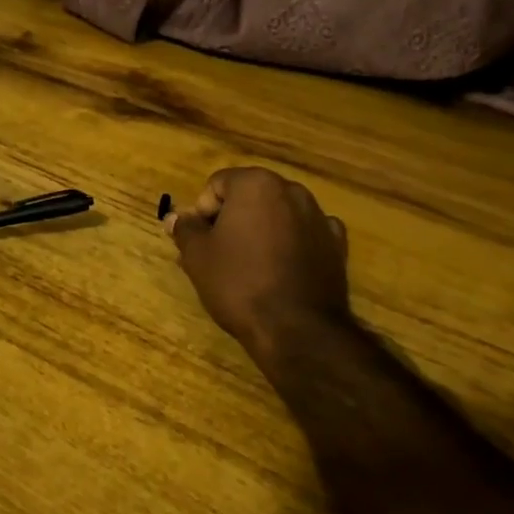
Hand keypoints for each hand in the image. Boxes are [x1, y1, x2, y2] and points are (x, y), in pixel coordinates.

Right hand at [168, 167, 353, 369]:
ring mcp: (319, 217)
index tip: (198, 241)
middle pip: (250, 196)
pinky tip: (280, 270)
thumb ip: (185, 229)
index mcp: (256, 184)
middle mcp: (292, 191)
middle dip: (230, 219)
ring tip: (247, 266)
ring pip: (278, 215)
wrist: (297, 329)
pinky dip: (290, 244)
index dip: (201, 211)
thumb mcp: (198, 256)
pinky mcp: (337, 245)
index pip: (217, 184)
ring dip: (260, 230)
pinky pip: (303, 234)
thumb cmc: (239, 283)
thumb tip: (176, 217)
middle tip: (216, 253)